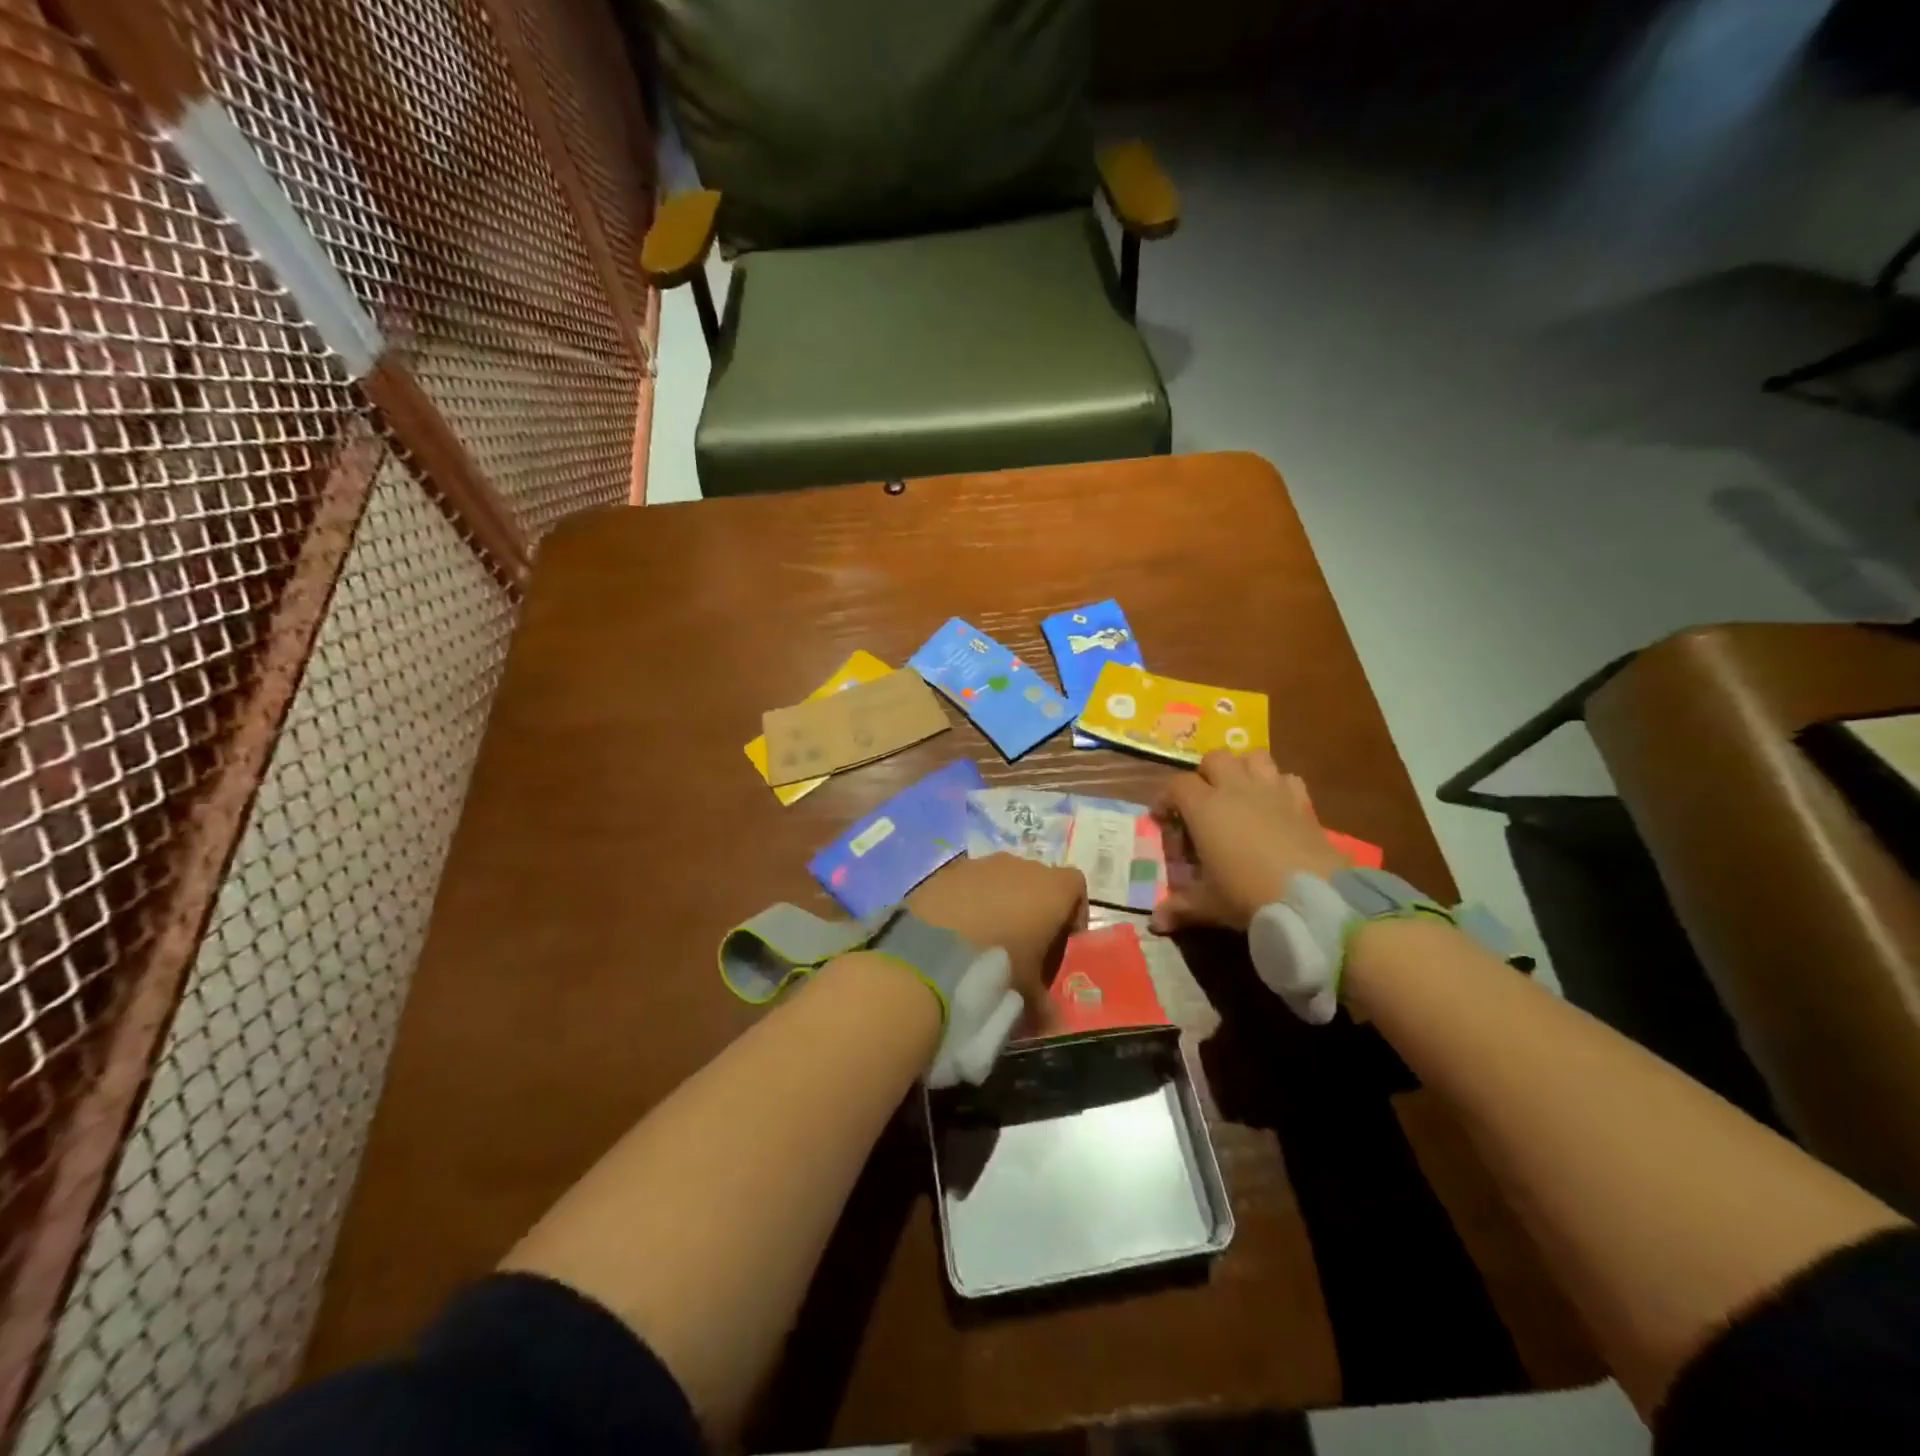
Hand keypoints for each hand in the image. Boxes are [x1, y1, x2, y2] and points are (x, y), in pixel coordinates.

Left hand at [909, 854, 1087, 1025]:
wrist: (929, 954)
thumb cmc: (997, 967)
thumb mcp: (1029, 994)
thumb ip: (1045, 1004)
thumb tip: (1051, 1019)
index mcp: (1051, 889)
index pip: (1075, 885)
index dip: (1073, 912)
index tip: (1061, 942)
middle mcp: (1019, 866)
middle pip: (1036, 881)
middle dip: (1033, 908)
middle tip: (1023, 947)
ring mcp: (980, 864)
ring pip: (1000, 879)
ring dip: (998, 903)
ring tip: (984, 941)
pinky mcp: (946, 871)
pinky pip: (967, 883)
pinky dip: (967, 901)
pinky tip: (955, 932)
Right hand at [1151, 749, 1349, 932]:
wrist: (1313, 898)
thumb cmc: (1248, 895)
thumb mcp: (1208, 904)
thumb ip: (1180, 907)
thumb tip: (1155, 922)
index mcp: (1205, 808)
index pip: (1177, 785)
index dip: (1165, 799)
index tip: (1164, 819)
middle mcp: (1236, 789)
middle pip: (1214, 759)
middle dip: (1204, 775)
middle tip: (1203, 802)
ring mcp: (1272, 791)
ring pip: (1253, 757)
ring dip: (1242, 768)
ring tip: (1239, 793)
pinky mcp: (1303, 802)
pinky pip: (1288, 778)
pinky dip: (1278, 785)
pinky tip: (1275, 806)